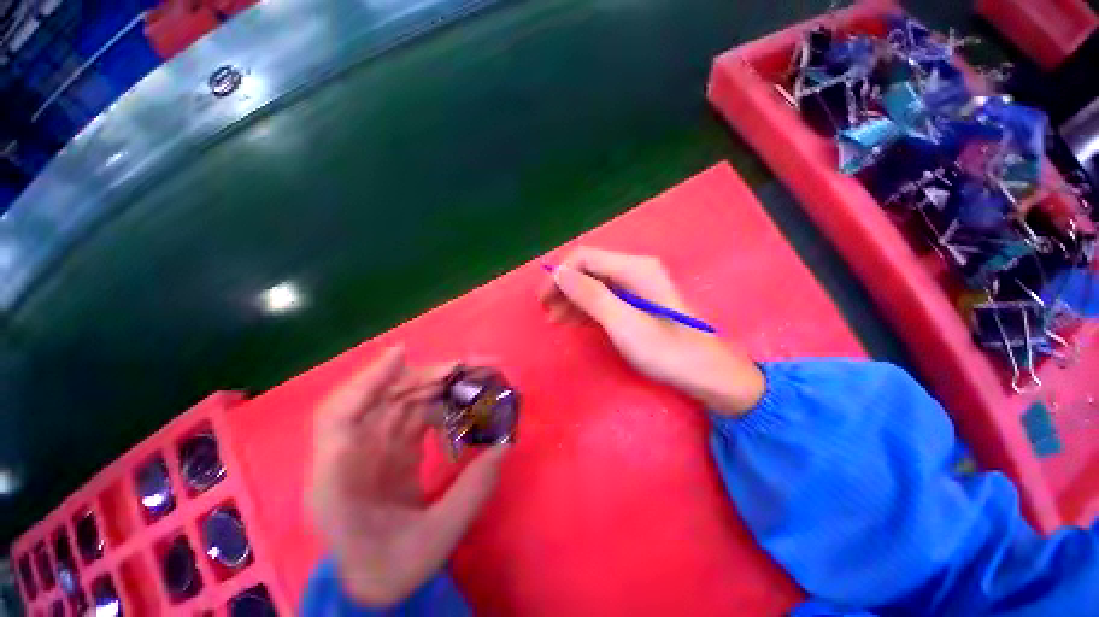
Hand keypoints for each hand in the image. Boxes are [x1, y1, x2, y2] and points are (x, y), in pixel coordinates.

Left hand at [309, 347, 507, 605]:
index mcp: (338, 483)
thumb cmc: (389, 570)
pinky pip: (418, 412)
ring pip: (407, 398)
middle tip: (481, 366)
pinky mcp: (393, 446)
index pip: (338, 419)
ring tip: (485, 379)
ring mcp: (373, 446)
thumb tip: (505, 444)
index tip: (403, 353)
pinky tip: (469, 409)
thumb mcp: (433, 543)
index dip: (367, 381)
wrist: (373, 583)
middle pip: (387, 397)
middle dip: (433, 375)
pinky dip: (445, 404)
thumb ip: (471, 493)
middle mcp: (351, 454)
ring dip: (445, 384)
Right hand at [539, 247, 764, 415]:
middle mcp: (635, 270)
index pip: (585, 258)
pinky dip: (588, 308)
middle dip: (565, 288)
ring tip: (556, 320)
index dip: (560, 274)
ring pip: (596, 285)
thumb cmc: (666, 350)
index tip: (544, 299)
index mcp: (635, 268)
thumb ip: (591, 295)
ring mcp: (638, 286)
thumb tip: (560, 272)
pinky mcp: (638, 302)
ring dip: (573, 299)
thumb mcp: (623, 324)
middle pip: (589, 270)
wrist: (706, 373)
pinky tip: (576, 321)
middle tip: (547, 313)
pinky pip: (606, 298)